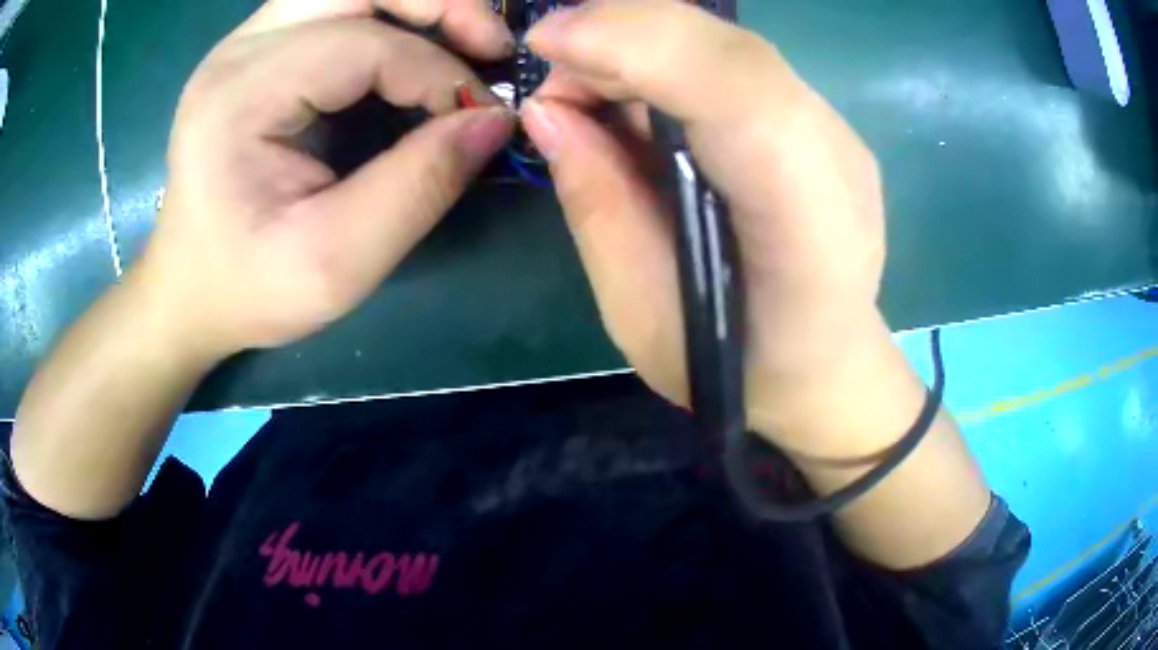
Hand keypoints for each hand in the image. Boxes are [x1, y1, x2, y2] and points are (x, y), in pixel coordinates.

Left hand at [138, 0, 515, 360]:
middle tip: (491, 47)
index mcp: (240, 98)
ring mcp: (245, 43)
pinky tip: (416, 49)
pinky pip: (337, 6)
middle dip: (440, 4)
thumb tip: (493, 120)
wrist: (189, 289)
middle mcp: (239, 51)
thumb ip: (418, 188)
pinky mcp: (258, 50)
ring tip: (466, 41)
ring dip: (419, 4)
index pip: (362, 45)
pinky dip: (391, 17)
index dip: (438, 72)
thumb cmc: (249, 288)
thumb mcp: (336, 264)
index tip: (481, 119)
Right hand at [520, 0, 888, 458]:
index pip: (738, 92)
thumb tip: (547, 111)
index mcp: (809, 226)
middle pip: (733, 50)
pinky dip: (670, 59)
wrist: (827, 367)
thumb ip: (597, 204)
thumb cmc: (738, 368)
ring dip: (641, 43)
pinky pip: (736, 65)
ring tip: (585, 86)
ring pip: (730, 46)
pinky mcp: (821, 124)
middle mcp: (837, 159)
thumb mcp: (642, 312)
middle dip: (624, 34)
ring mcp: (838, 133)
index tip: (545, 42)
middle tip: (555, 73)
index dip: (636, 44)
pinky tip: (635, 95)